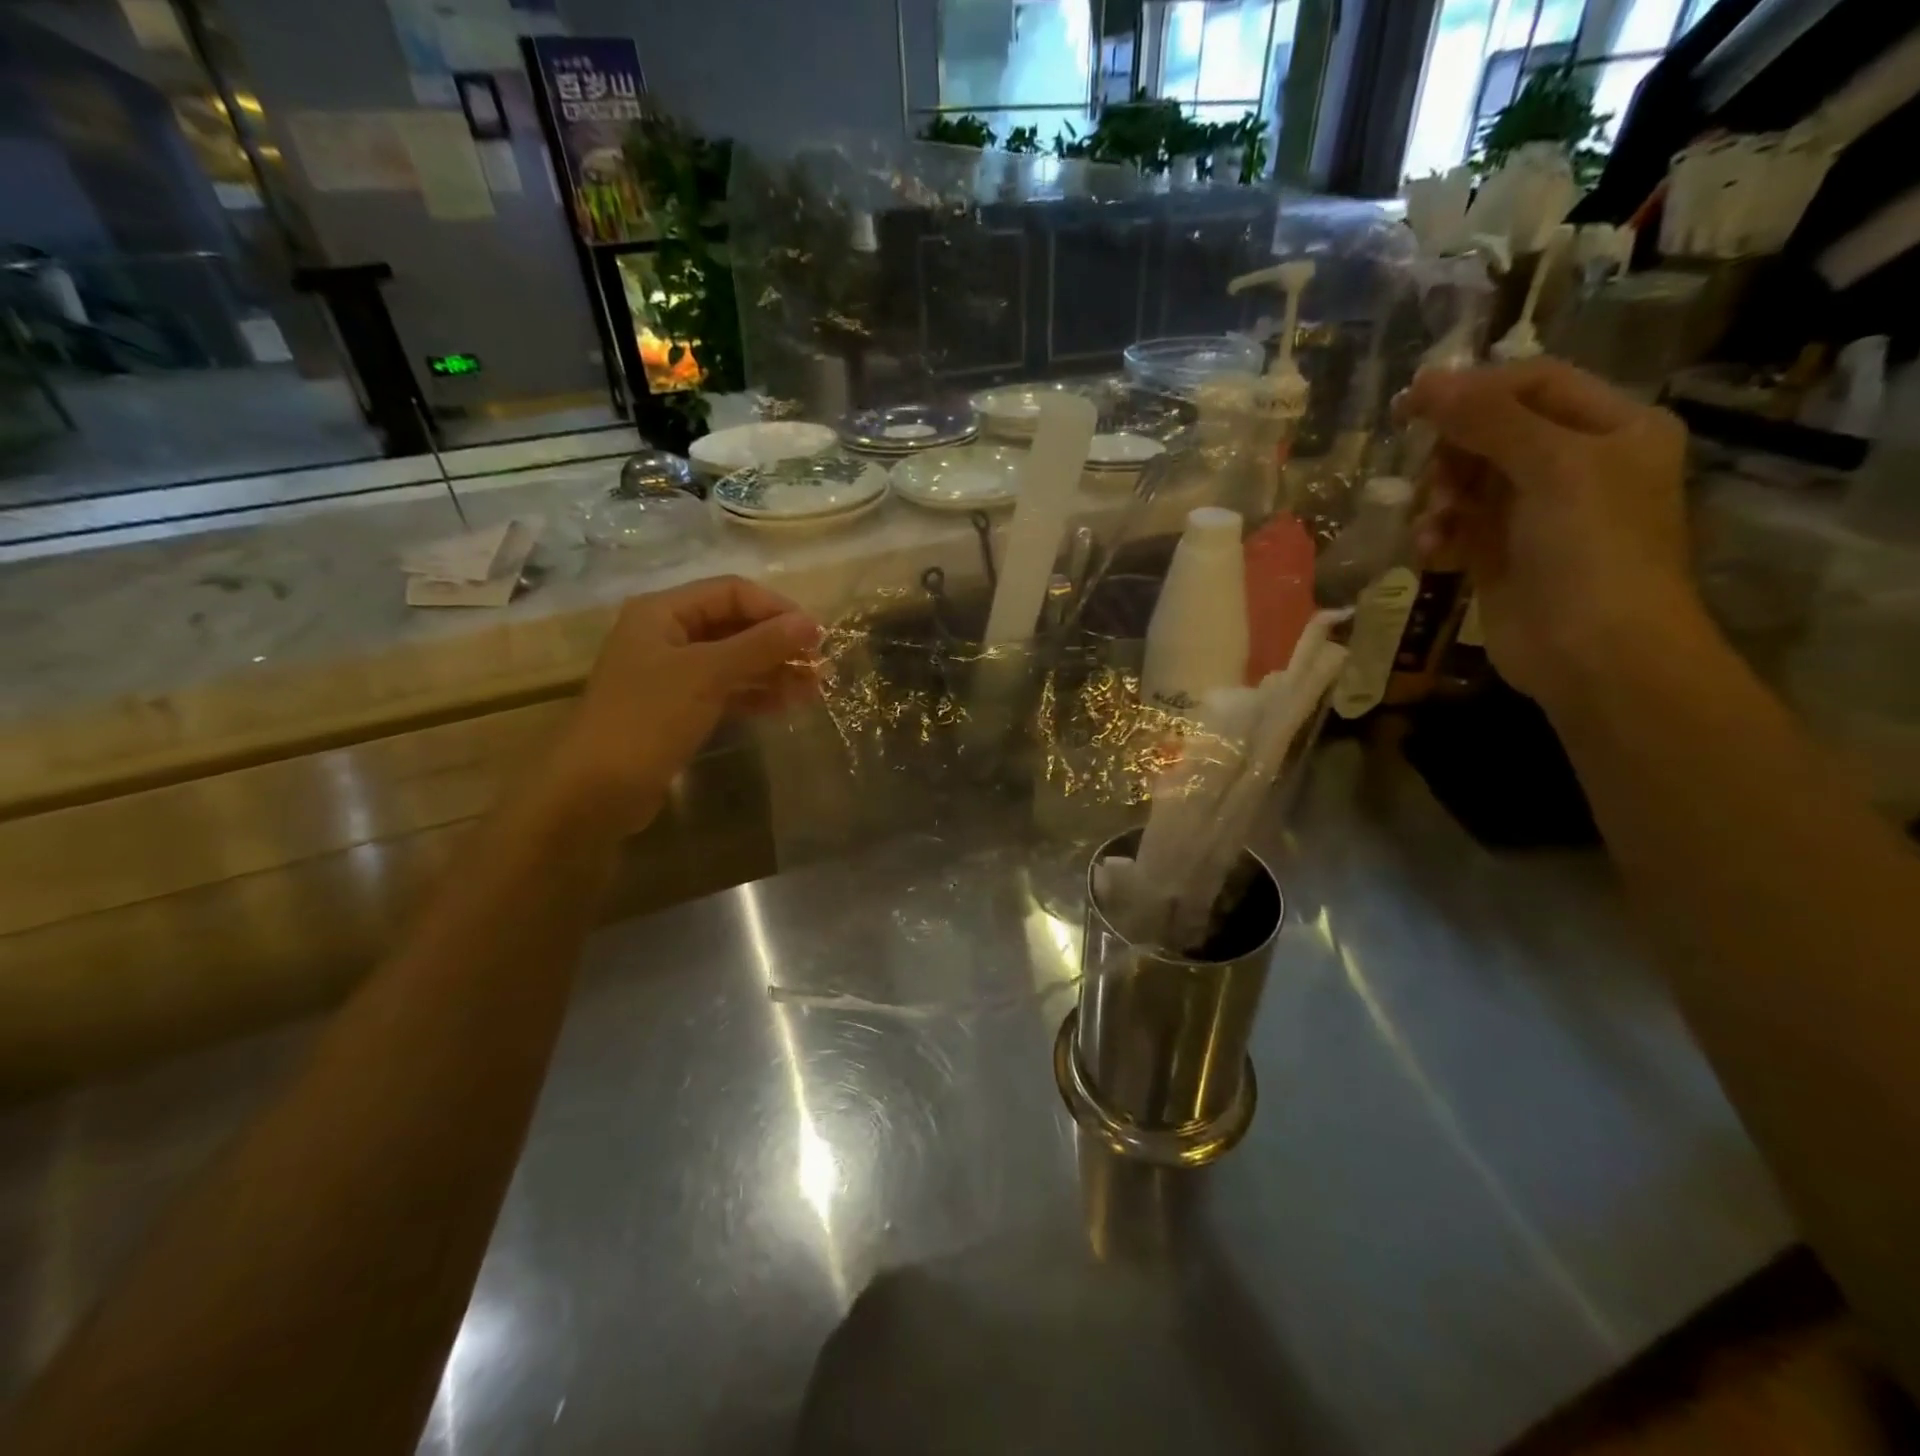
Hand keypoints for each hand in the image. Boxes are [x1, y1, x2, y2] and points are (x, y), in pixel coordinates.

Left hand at [549, 576, 818, 832]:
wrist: (595, 790)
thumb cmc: (647, 719)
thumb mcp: (707, 674)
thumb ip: (760, 645)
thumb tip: (811, 623)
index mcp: (663, 612)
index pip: (732, 592)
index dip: (776, 609)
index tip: (816, 636)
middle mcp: (668, 635)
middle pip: (735, 625)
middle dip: (778, 643)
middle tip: (820, 667)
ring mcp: (673, 674)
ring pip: (734, 660)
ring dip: (774, 670)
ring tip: (814, 689)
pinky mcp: (680, 708)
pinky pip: (727, 690)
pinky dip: (756, 693)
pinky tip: (787, 705)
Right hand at [1397, 359, 1697, 707]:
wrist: (1595, 652)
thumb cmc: (1592, 549)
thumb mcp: (1553, 467)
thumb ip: (1489, 420)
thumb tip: (1426, 382)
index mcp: (1611, 429)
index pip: (1534, 385)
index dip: (1474, 389)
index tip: (1411, 404)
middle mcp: (1576, 465)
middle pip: (1493, 432)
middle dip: (1454, 451)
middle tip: (1433, 477)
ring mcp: (1535, 514)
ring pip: (1467, 481)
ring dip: (1440, 496)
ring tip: (1434, 523)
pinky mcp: (1499, 556)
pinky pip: (1457, 526)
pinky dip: (1438, 533)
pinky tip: (1430, 551)